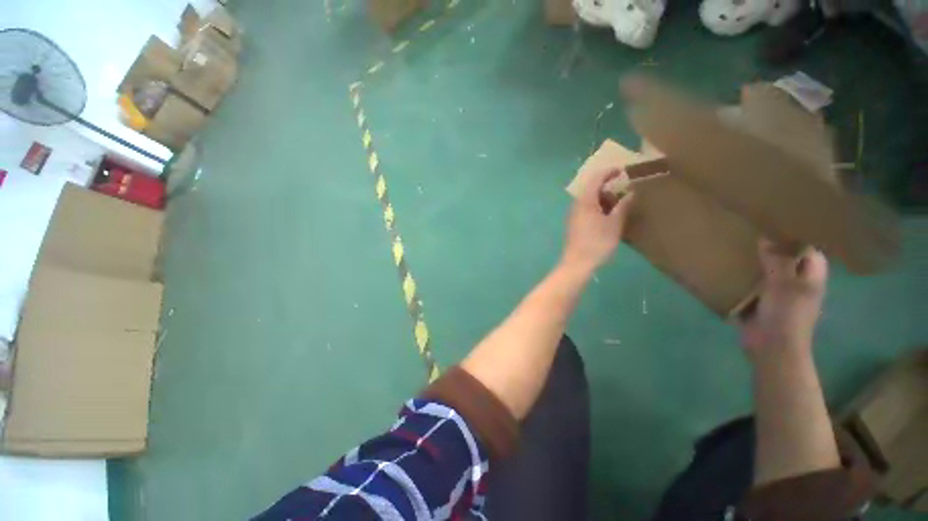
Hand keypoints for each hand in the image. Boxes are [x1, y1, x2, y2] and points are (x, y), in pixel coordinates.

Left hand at [561, 168, 634, 274]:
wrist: (577, 262)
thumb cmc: (597, 242)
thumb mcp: (614, 224)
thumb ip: (622, 206)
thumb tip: (630, 193)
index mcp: (585, 201)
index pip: (595, 179)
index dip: (608, 172)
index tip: (623, 170)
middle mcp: (577, 205)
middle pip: (591, 189)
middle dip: (608, 187)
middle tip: (625, 190)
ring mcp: (574, 215)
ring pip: (590, 200)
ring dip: (604, 198)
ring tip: (621, 204)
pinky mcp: (575, 224)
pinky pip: (587, 209)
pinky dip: (599, 207)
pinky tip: (610, 216)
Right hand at [739, 239, 827, 361]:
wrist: (771, 349)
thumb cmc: (786, 316)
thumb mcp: (784, 285)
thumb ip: (778, 261)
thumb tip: (767, 236)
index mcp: (811, 278)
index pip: (810, 252)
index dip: (800, 238)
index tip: (780, 223)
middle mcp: (797, 284)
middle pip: (789, 260)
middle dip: (774, 247)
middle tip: (754, 231)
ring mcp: (778, 295)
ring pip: (769, 272)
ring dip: (757, 262)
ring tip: (739, 246)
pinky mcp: (760, 303)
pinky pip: (752, 285)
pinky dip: (744, 277)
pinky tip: (730, 269)